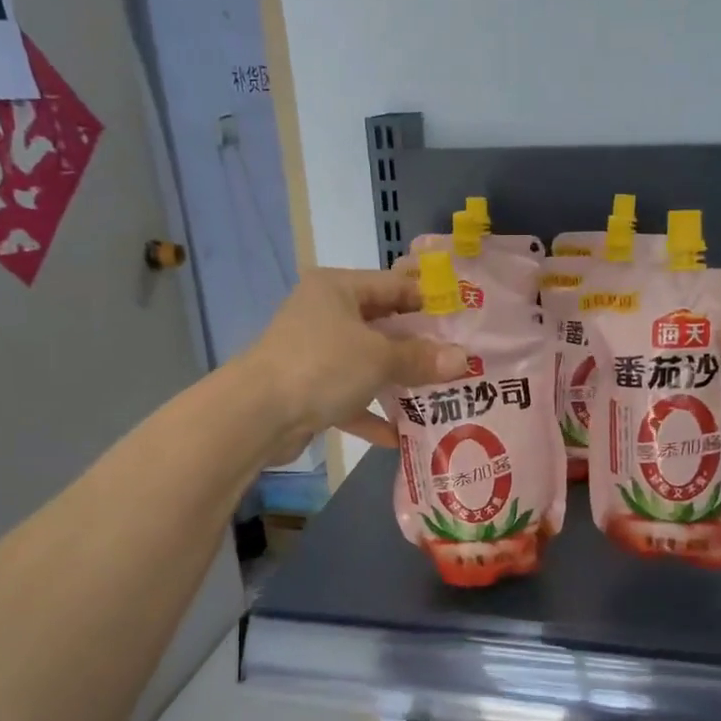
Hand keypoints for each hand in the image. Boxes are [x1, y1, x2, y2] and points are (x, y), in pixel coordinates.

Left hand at [240, 268, 469, 457]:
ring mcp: (314, 352)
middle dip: (418, 346)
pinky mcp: (307, 388)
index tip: (462, 322)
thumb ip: (421, 358)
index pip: (394, 285)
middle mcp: (324, 314)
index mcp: (338, 289)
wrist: (256, 415)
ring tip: (437, 396)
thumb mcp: (379, 358)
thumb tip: (463, 359)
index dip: (428, 301)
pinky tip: (397, 435)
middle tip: (457, 361)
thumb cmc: (322, 366)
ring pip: (367, 362)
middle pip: (382, 325)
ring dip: (397, 381)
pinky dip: (370, 412)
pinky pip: (349, 396)